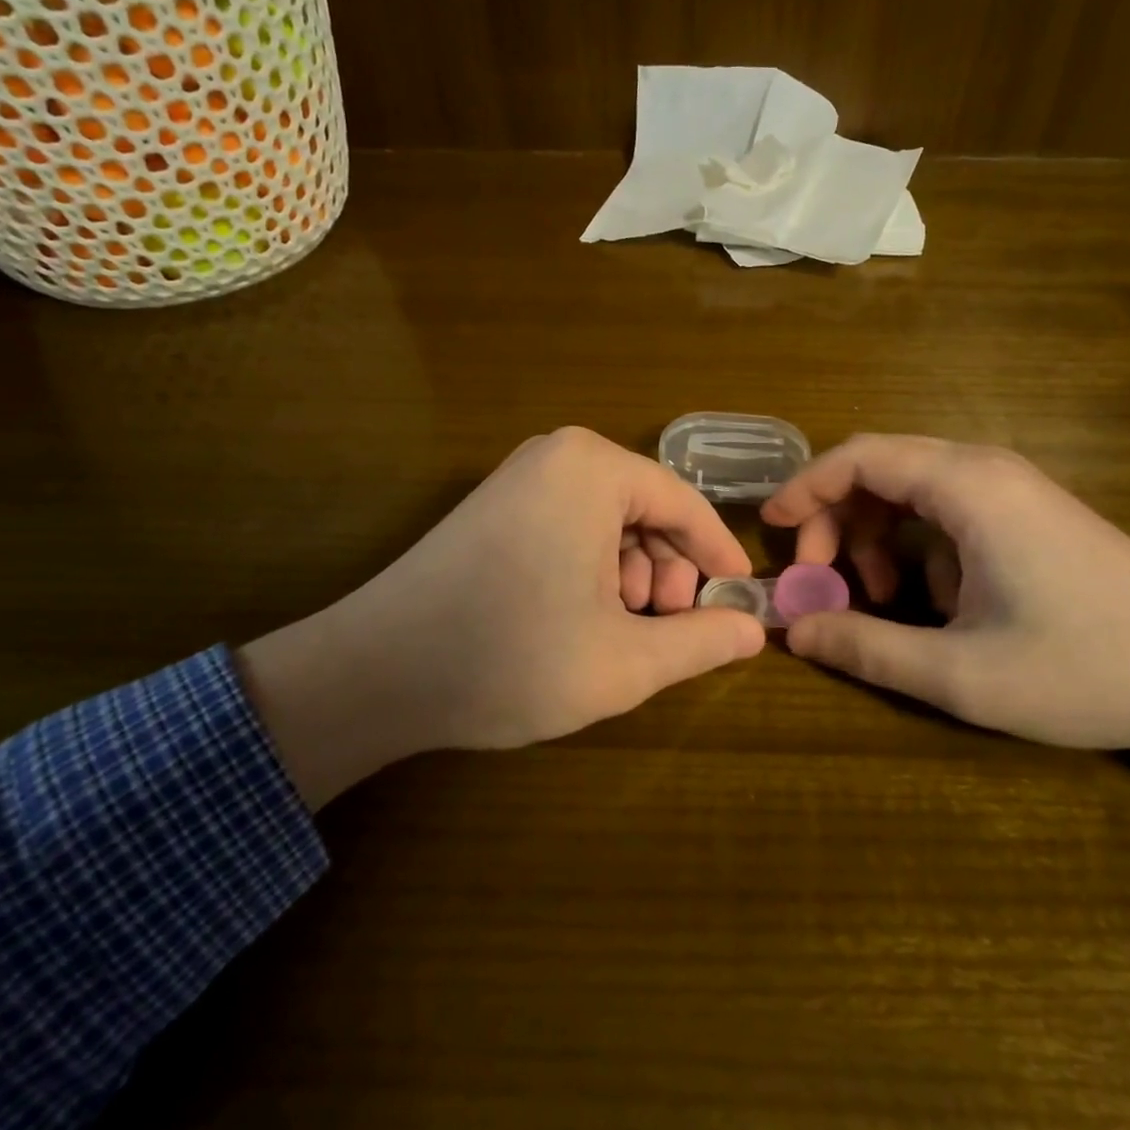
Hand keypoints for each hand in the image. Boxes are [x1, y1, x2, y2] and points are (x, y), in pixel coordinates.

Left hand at [239, 427, 765, 807]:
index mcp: (594, 469)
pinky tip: (582, 617)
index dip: (719, 556)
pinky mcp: (495, 505)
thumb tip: (754, 630)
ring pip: (609, 521)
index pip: (685, 504)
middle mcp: (558, 455)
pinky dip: (593, 568)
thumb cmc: (510, 658)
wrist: (375, 673)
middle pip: (646, 509)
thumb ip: (701, 642)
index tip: (742, 598)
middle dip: (668, 570)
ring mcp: (520, 477)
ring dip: (631, 574)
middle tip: (669, 627)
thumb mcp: (624, 661)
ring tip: (622, 630)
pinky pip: (570, 525)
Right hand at [762, 435, 1129, 801]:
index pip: (860, 456)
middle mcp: (985, 470)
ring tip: (876, 600)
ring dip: (873, 538)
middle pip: (879, 469)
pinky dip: (913, 547)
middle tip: (819, 581)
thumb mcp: (962, 674)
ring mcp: (1010, 489)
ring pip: (908, 491)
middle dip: (834, 520)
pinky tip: (930, 602)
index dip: (805, 487)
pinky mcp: (1024, 513)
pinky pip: (943, 512)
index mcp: (968, 487)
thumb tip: (792, 632)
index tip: (771, 528)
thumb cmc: (1088, 669)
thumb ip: (867, 648)